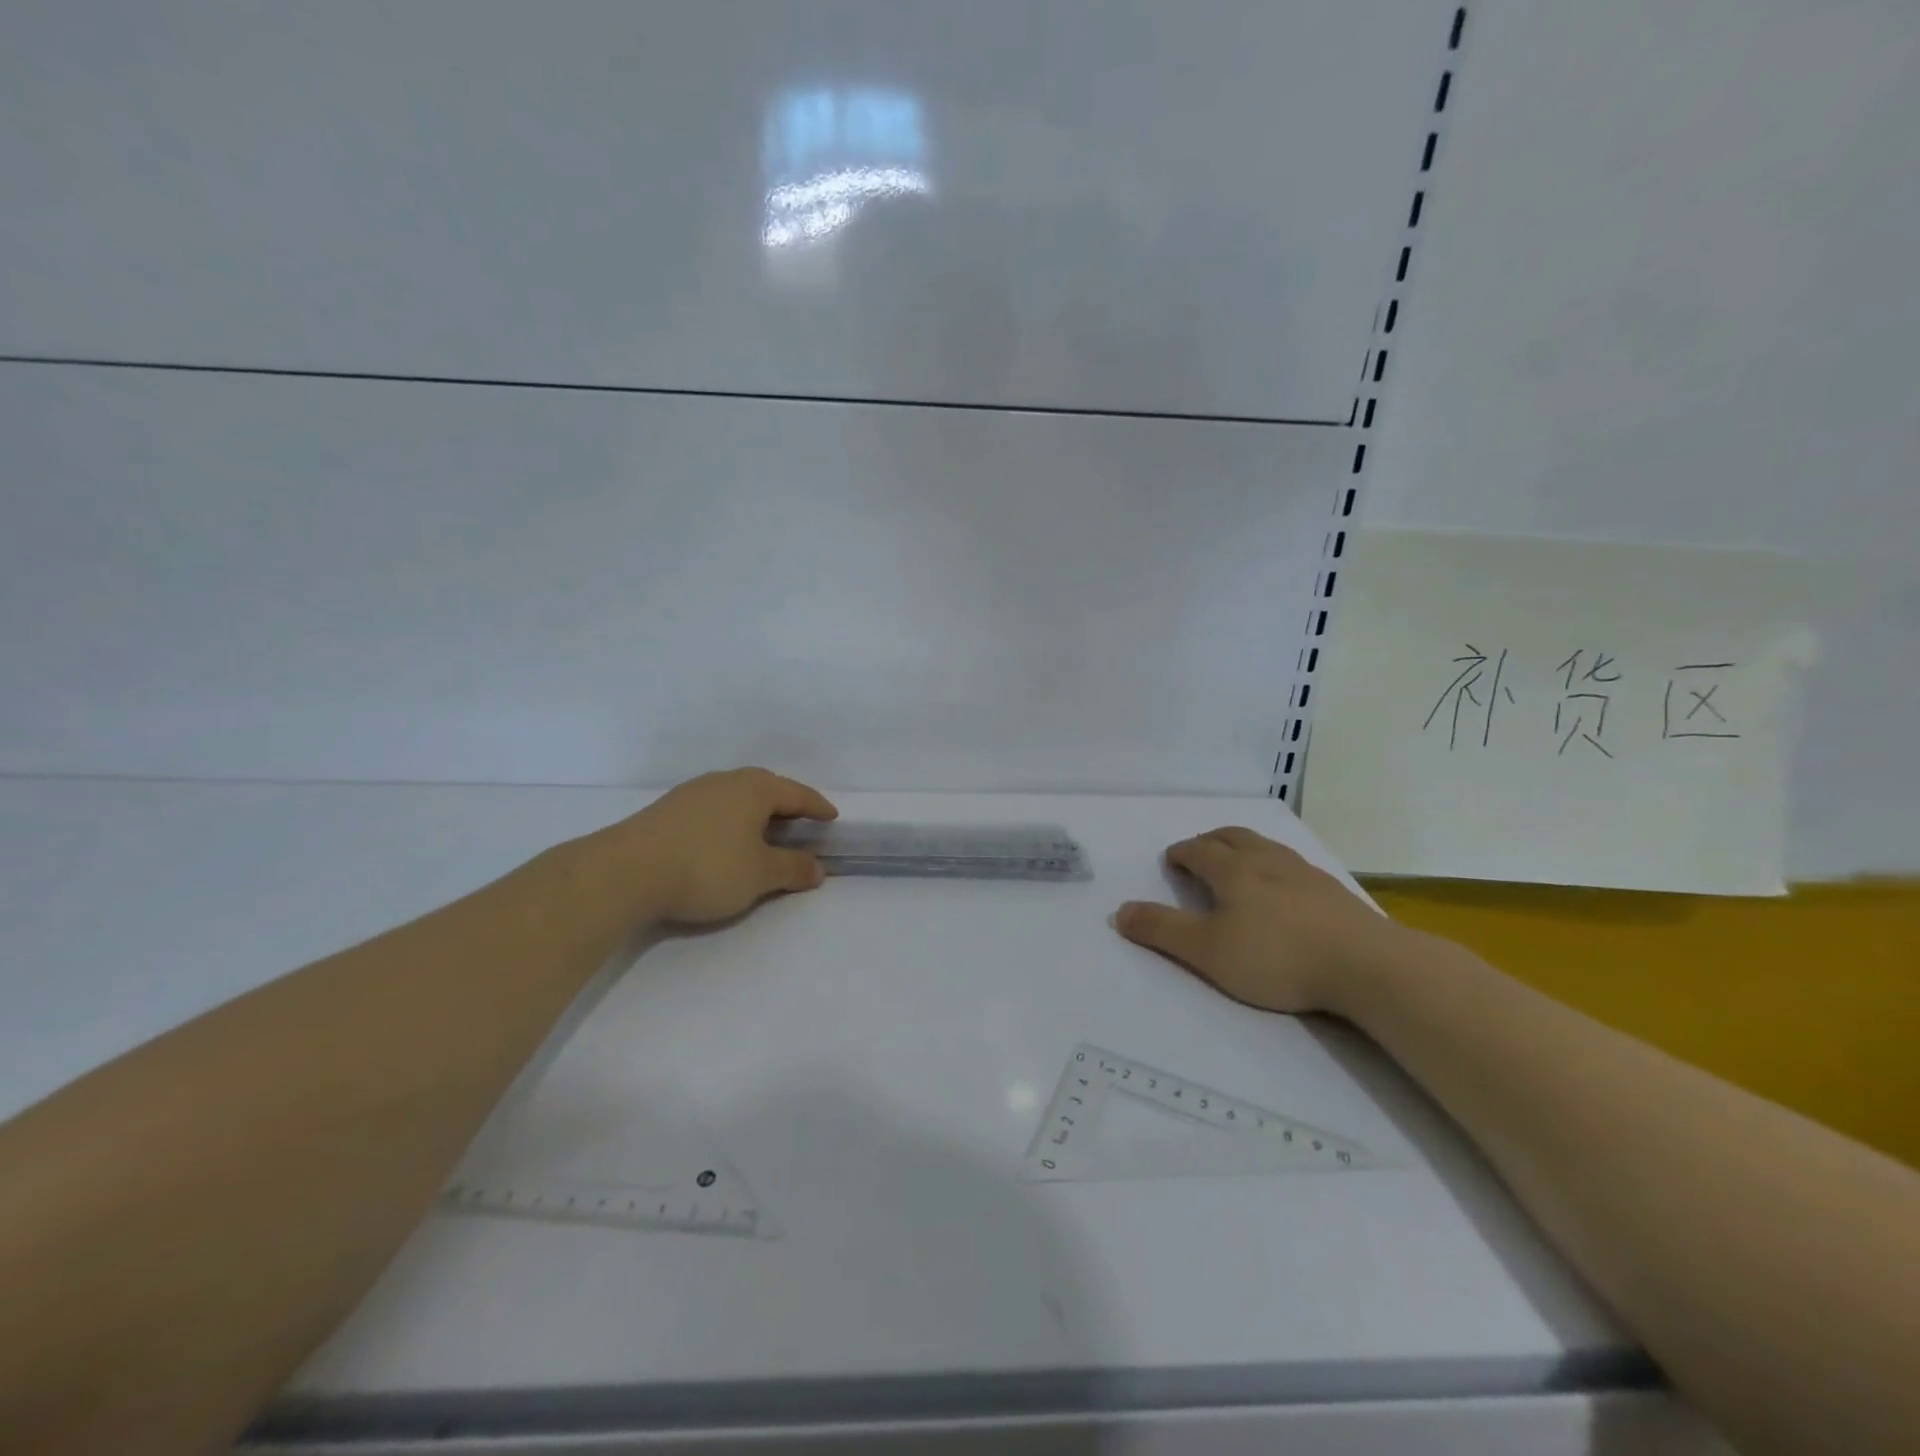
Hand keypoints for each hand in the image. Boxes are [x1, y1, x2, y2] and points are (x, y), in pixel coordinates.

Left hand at [616, 767, 837, 925]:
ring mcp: (693, 793)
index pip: (797, 794)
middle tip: (801, 824)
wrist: (625, 872)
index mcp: (754, 789)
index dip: (817, 807)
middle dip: (786, 806)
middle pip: (766, 789)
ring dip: (755, 815)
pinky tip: (724, 842)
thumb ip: (792, 869)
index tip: (832, 817)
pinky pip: (713, 810)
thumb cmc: (707, 867)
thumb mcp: (759, 875)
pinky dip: (730, 822)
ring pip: (736, 798)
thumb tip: (817, 867)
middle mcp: (725, 781)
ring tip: (763, 835)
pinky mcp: (667, 810)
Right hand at [1113, 827, 1397, 1014]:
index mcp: (1232, 870)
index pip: (1198, 850)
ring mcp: (1304, 873)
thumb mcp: (1207, 951)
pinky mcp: (1332, 892)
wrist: (1366, 965)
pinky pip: (1292, 865)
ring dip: (1243, 847)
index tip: (1171, 859)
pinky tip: (1282, 889)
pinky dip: (1273, 866)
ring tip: (1238, 863)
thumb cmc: (1276, 956)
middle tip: (1199, 851)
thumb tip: (1119, 911)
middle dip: (1210, 840)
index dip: (1181, 853)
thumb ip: (1161, 930)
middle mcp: (1266, 860)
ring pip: (1265, 847)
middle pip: (1232, 837)